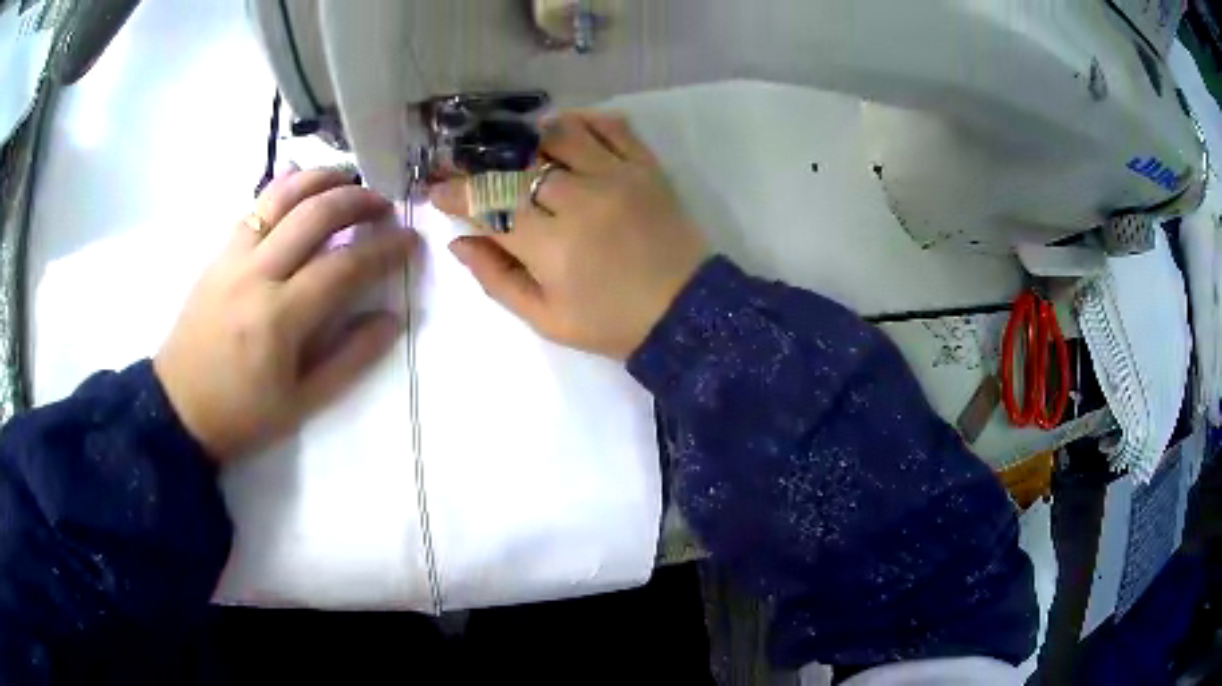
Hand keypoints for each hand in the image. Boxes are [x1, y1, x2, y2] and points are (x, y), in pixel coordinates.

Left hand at [154, 168, 415, 462]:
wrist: (179, 407)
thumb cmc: (243, 414)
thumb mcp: (303, 403)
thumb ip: (351, 359)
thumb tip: (392, 319)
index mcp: (280, 319)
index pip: (343, 266)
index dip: (384, 249)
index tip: (411, 240)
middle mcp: (256, 275)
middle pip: (315, 215)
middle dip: (358, 200)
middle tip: (384, 205)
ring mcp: (233, 257)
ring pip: (281, 196)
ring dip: (321, 179)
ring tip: (349, 179)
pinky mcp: (219, 253)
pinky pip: (255, 206)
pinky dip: (283, 187)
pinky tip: (301, 181)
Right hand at [430, 111, 708, 359]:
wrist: (685, 312)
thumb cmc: (611, 323)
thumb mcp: (546, 319)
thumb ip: (497, 279)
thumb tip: (460, 242)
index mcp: (552, 246)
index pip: (489, 206)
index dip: (456, 195)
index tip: (437, 190)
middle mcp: (581, 200)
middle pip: (517, 166)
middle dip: (482, 163)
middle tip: (466, 164)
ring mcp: (618, 177)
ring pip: (561, 134)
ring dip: (531, 137)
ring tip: (519, 150)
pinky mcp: (647, 168)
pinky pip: (612, 126)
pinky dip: (584, 120)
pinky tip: (568, 131)